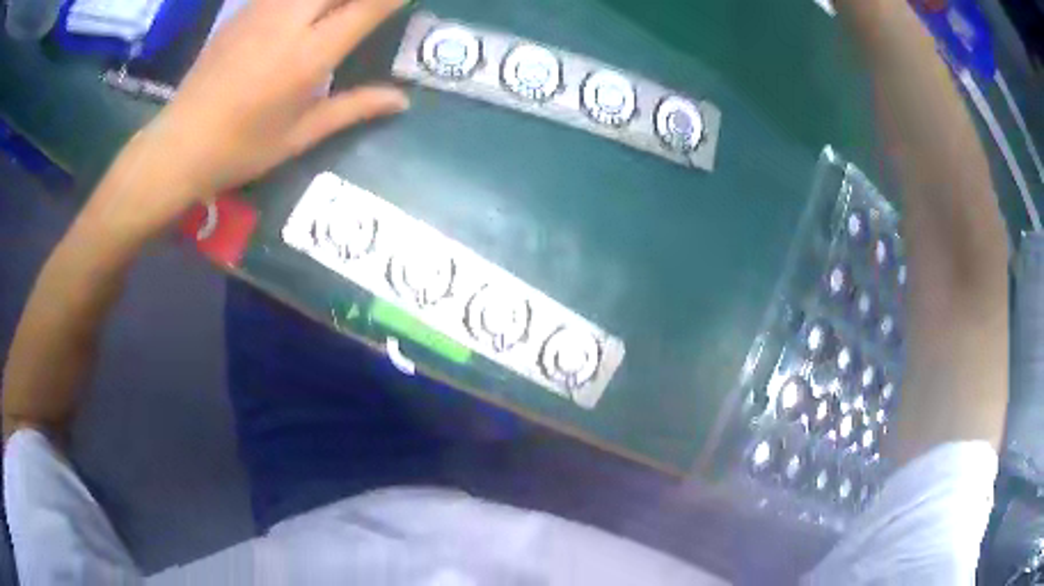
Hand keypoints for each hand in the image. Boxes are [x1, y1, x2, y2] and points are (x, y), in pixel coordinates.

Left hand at [97, 0, 407, 240]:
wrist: (179, 145)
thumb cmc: (241, 149)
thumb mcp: (300, 136)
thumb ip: (353, 108)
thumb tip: (401, 100)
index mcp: (309, 55)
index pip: (368, 6)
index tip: (406, 0)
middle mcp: (289, 21)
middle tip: (366, 10)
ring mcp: (262, 10)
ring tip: (334, 12)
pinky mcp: (243, 10)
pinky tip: (303, 11)